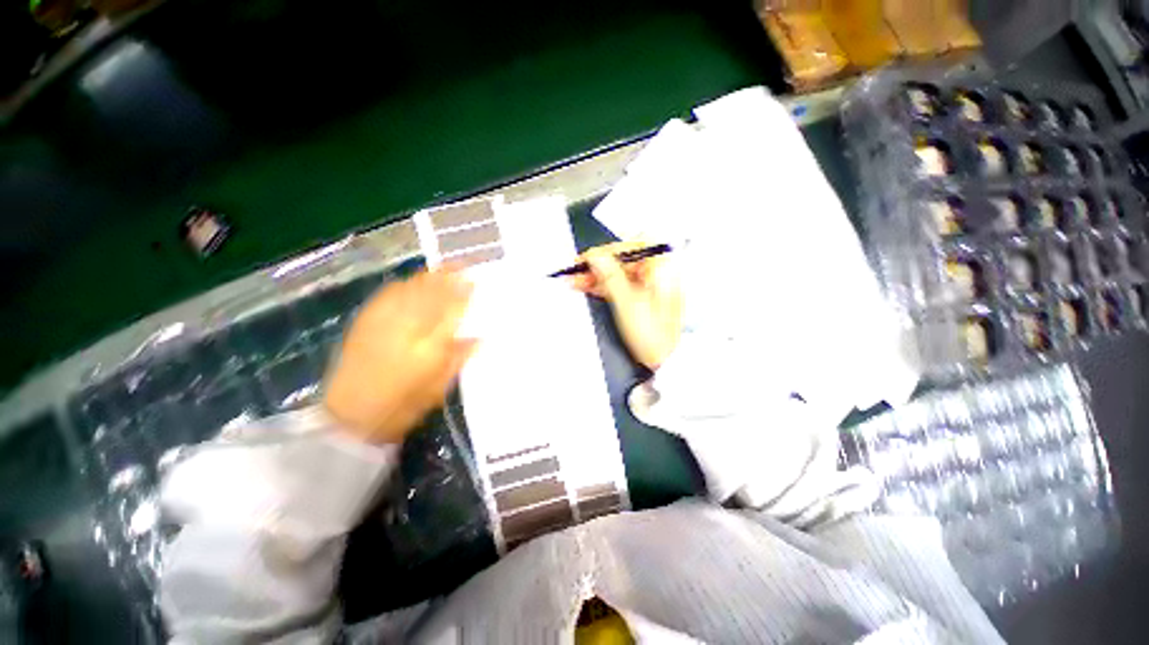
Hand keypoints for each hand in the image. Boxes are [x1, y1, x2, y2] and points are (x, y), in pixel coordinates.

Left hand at [324, 269, 476, 444]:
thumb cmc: (402, 406)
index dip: (464, 294)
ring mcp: (383, 321)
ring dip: (429, 278)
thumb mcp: (438, 388)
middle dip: (448, 279)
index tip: (475, 282)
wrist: (349, 416)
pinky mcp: (365, 321)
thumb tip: (479, 338)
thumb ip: (458, 359)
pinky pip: (388, 295)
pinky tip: (412, 282)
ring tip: (442, 271)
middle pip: (431, 294)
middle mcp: (407, 328)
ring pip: (410, 290)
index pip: (451, 312)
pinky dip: (404, 285)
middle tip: (462, 267)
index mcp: (429, 347)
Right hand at [569, 242, 683, 368]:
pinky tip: (587, 287)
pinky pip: (620, 285)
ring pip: (618, 273)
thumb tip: (596, 256)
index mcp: (664, 268)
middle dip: (597, 266)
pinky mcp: (642, 296)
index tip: (587, 258)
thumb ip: (611, 276)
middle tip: (576, 270)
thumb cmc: (655, 334)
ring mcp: (650, 285)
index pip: (632, 247)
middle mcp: (658, 272)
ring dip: (596, 277)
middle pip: (623, 261)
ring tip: (575, 280)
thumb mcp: (628, 303)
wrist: (665, 360)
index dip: (606, 251)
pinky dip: (603, 287)